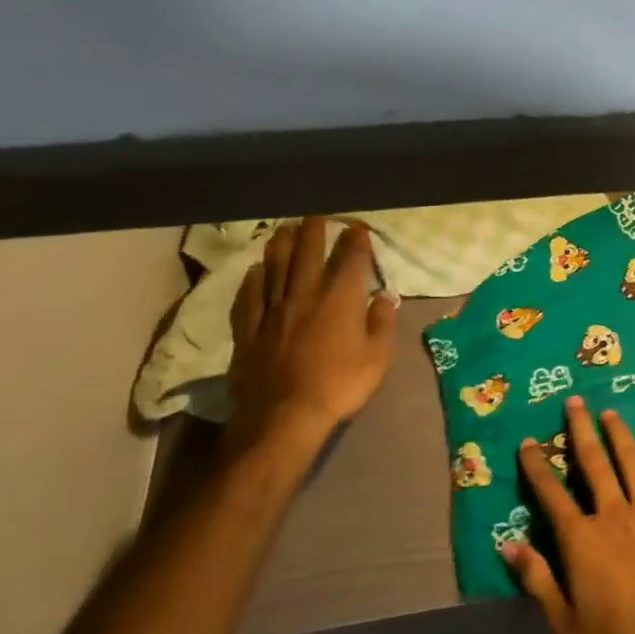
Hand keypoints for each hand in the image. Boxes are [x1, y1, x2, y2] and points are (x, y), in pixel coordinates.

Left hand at [226, 218, 399, 464]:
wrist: (284, 417)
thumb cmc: (340, 385)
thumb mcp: (378, 357)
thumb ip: (382, 321)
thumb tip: (385, 295)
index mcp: (341, 300)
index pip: (350, 260)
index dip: (356, 242)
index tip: (358, 228)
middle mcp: (305, 296)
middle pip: (308, 255)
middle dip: (315, 232)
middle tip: (317, 216)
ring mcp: (273, 312)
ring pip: (276, 269)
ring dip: (282, 246)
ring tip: (285, 230)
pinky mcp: (249, 330)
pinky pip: (250, 297)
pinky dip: (254, 279)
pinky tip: (256, 270)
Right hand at [504, 396, 634, 633]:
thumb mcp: (564, 621)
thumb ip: (537, 578)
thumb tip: (509, 544)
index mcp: (582, 539)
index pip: (552, 494)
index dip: (537, 467)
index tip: (527, 443)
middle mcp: (614, 514)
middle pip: (594, 462)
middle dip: (581, 430)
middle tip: (574, 402)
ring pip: (631, 462)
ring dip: (618, 435)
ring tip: (609, 413)